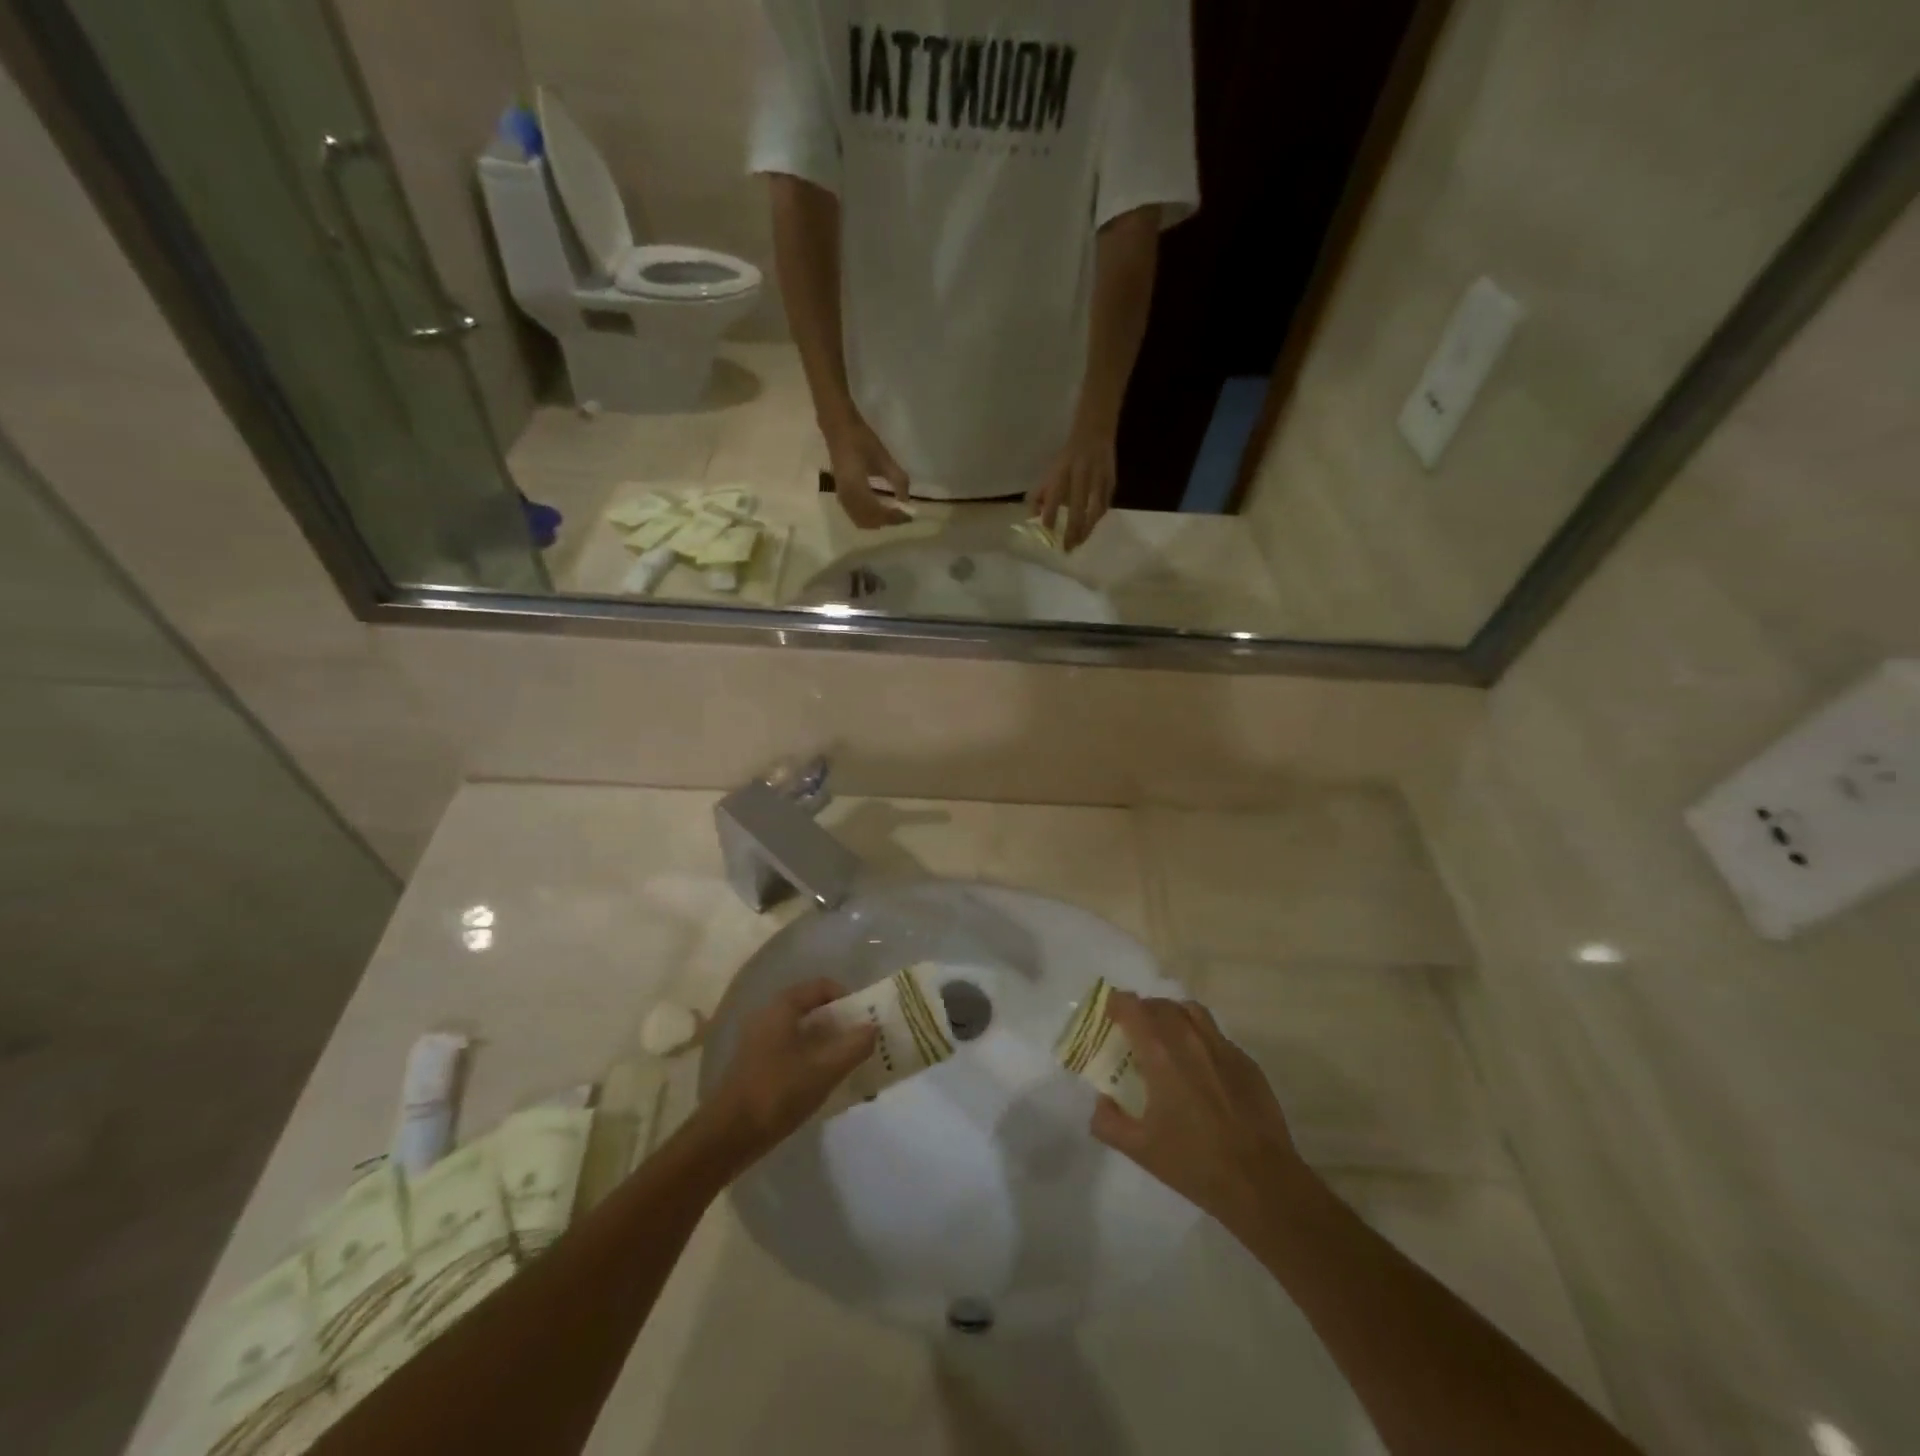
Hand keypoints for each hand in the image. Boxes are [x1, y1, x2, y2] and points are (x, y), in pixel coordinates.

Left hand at [701, 979, 875, 1165]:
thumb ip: (853, 1046)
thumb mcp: (824, 1070)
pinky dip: (812, 1060)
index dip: (848, 998)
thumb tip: (873, 1028)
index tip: (865, 1021)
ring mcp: (760, 1042)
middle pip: (813, 1010)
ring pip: (803, 1034)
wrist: (727, 1137)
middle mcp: (768, 1016)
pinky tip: (824, 1084)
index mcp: (782, 1007)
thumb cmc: (777, 1093)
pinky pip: (792, 1052)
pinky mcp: (756, 1066)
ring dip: (828, 1045)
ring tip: (849, 1067)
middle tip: (862, 1045)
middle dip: (841, 1025)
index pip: (822, 986)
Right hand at [823, 413, 912, 528]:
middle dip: (886, 522)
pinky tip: (878, 509)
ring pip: (860, 520)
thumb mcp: (883, 458)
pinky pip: (854, 514)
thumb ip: (897, 480)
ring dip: (877, 521)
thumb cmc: (861, 440)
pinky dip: (868, 517)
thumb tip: (906, 500)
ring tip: (892, 514)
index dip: (894, 517)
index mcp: (857, 488)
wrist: (838, 427)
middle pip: (868, 521)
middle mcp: (847, 497)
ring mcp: (842, 496)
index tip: (908, 516)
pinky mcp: (841, 493)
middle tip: (901, 516)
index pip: (878, 513)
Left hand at [1028, 425, 1115, 550]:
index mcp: (1063, 471)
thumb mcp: (1050, 471)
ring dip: (1087, 529)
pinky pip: (1105, 505)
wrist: (1094, 432)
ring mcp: (1099, 478)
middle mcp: (1081, 475)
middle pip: (1078, 507)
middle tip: (1067, 548)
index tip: (1048, 532)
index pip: (1055, 496)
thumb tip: (1032, 518)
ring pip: (1095, 509)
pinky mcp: (1111, 481)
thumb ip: (1039, 494)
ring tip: (1079, 543)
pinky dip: (1097, 520)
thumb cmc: (1067, 458)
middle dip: (1072, 530)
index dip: (1051, 514)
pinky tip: (1090, 530)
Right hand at [1091, 992, 1311, 1235]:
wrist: (1262, 1182)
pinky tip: (1200, 1068)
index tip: (1108, 1016)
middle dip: (1142, 1011)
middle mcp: (1190, 1038)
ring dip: (1172, 1016)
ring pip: (1191, 1011)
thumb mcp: (1139, 1149)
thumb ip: (1108, 1121)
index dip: (1116, 1004)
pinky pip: (1215, 1035)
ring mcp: (1222, 1047)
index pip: (1132, 1007)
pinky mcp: (1246, 1061)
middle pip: (1160, 1004)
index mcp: (1160, 1053)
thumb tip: (1101, 1101)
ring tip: (1166, 1039)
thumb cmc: (1194, 1163)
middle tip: (1133, 1032)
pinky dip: (1199, 1038)